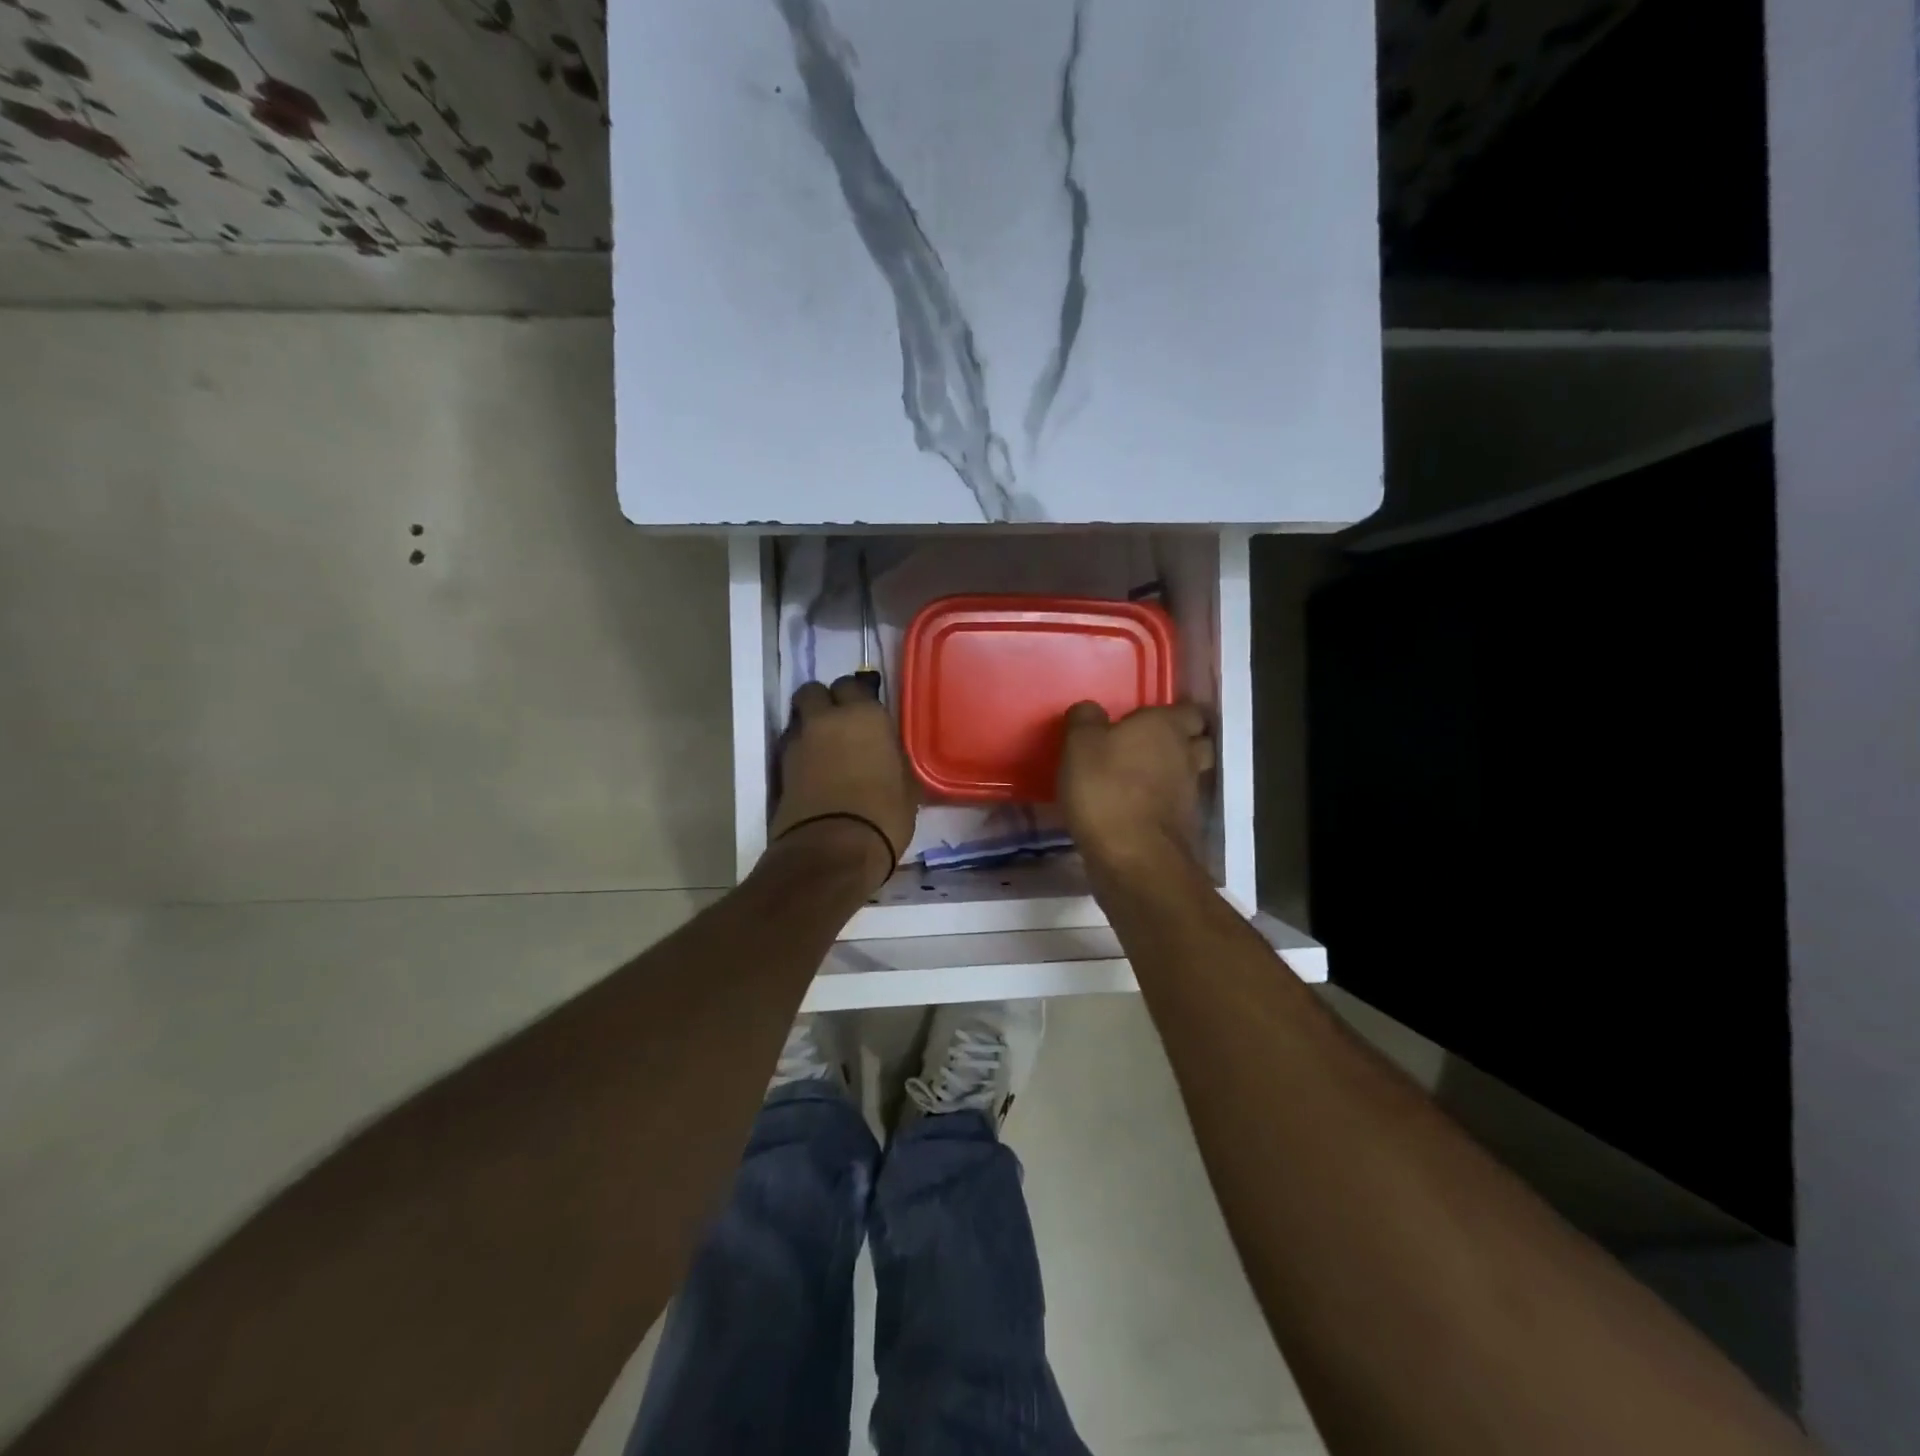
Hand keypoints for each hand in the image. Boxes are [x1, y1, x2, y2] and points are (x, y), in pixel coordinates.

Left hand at [770, 676, 918, 887]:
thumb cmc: (883, 815)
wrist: (833, 850)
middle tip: (838, 725)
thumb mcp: (907, 786)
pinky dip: (799, 755)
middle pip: (814, 691)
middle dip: (823, 702)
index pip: (852, 685)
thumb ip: (894, 759)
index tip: (865, 716)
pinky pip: (790, 748)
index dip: (856, 698)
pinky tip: (812, 774)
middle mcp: (827, 719)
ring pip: (798, 719)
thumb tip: (888, 755)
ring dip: (808, 728)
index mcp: (864, 715)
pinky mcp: (780, 769)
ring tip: (823, 752)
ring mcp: (798, 742)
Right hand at [1058, 701, 1213, 876]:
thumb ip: (1084, 719)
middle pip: (1197, 742)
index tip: (1147, 720)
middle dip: (1180, 742)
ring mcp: (1191, 793)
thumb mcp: (1079, 744)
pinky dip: (1163, 804)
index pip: (1188, 710)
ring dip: (1171, 775)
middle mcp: (1187, 755)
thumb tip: (1091, 711)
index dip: (1172, 713)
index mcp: (1166, 727)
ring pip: (1189, 775)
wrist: (1131, 856)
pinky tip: (1137, 809)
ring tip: (1141, 780)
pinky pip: (1176, 805)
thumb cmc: (1105, 788)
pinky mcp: (1185, 826)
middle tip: (1148, 747)